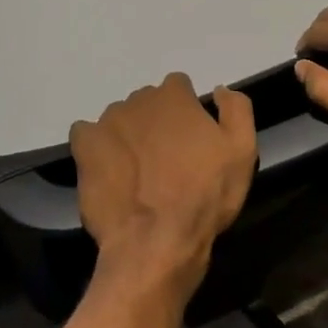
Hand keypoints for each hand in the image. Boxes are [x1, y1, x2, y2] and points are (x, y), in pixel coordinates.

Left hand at [70, 74, 257, 302]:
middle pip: (148, 103)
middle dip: (156, 123)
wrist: (156, 240)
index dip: (186, 111)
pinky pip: (87, 135)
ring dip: (128, 135)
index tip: (191, 139)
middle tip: (166, 159)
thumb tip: (219, 90)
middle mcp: (138, 100)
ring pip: (120, 119)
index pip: (178, 86)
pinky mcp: (85, 146)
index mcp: (174, 96)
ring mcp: (107, 122)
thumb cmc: (205, 195)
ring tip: (138, 172)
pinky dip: (96, 147)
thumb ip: (236, 109)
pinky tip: (108, 170)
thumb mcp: (242, 152)